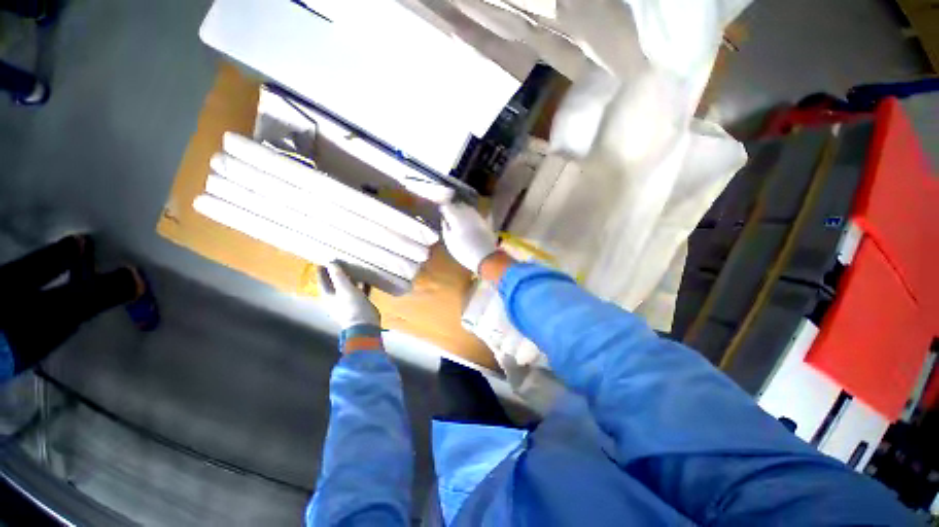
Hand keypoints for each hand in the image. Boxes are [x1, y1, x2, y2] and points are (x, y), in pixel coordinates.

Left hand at [318, 262, 380, 329]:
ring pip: (348, 286)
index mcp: (328, 295)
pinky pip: (359, 291)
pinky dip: (362, 284)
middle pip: (335, 282)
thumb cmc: (352, 306)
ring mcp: (348, 301)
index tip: (325, 258)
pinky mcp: (359, 304)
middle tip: (343, 260)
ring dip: (351, 278)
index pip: (322, 279)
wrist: (365, 325)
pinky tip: (368, 279)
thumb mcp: (345, 288)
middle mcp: (336, 298)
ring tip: (356, 266)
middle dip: (338, 272)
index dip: (323, 269)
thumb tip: (331, 262)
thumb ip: (338, 275)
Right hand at [439, 201, 497, 272]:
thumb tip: (444, 220)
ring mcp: (478, 216)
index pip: (447, 206)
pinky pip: (478, 214)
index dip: (443, 208)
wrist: (485, 257)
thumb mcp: (449, 242)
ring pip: (469, 208)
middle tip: (449, 212)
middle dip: (454, 207)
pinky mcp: (486, 222)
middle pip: (459, 205)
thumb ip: (445, 228)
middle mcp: (468, 213)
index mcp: (456, 217)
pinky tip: (472, 218)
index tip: (441, 210)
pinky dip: (473, 215)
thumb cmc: (464, 251)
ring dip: (464, 209)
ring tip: (459, 215)